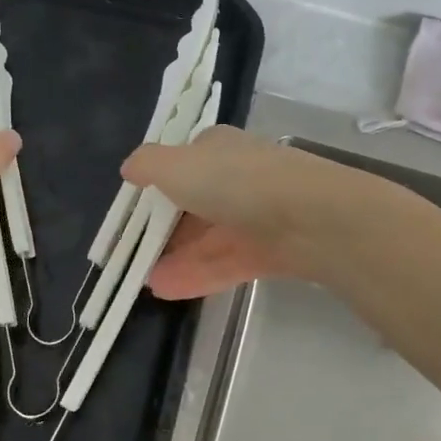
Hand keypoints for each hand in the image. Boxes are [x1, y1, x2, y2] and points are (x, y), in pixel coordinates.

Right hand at [122, 127, 357, 298]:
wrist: (311, 218)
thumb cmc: (237, 182)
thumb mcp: (178, 166)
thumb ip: (149, 165)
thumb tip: (129, 168)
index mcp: (219, 149)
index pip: (185, 163)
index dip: (159, 184)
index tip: (135, 212)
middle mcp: (240, 178)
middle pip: (197, 204)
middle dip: (167, 230)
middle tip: (136, 255)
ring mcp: (258, 216)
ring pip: (212, 238)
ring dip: (179, 259)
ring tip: (146, 283)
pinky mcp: (273, 251)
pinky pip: (229, 263)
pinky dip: (200, 275)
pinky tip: (168, 291)